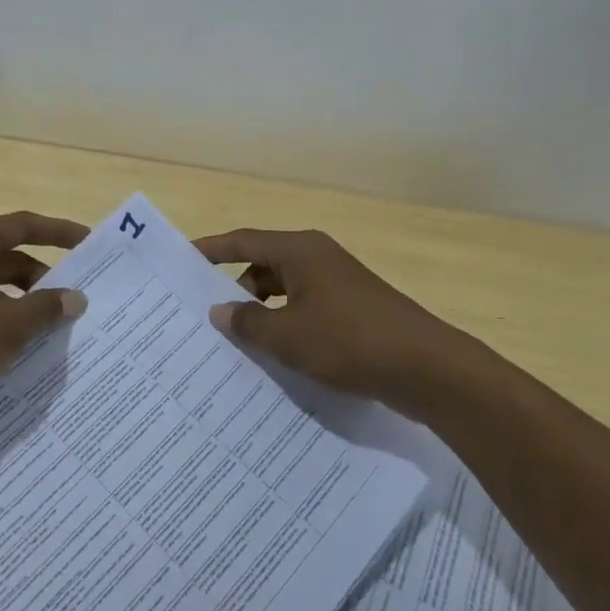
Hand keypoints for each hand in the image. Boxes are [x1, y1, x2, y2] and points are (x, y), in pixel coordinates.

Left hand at [0, 211, 89, 407]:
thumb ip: (47, 307)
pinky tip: (19, 342)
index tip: (88, 243)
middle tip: (73, 299)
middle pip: (9, 256)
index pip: (23, 226)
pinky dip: (2, 315)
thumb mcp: (11, 324)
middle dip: (43, 277)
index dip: (59, 233)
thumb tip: (76, 298)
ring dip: (23, 300)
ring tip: (51, 326)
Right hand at [193, 227, 492, 417]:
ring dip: (262, 311)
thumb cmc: (349, 341)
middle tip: (206, 315)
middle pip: (262, 264)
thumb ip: (248, 322)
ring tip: (238, 342)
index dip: (211, 249)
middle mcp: (317, 258)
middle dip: (235, 288)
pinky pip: (305, 308)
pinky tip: (277, 354)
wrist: (428, 369)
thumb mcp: (288, 336)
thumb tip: (220, 311)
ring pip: (284, 289)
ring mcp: (337, 283)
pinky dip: (286, 323)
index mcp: (299, 250)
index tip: (181, 259)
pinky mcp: (352, 308)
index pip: (243, 241)